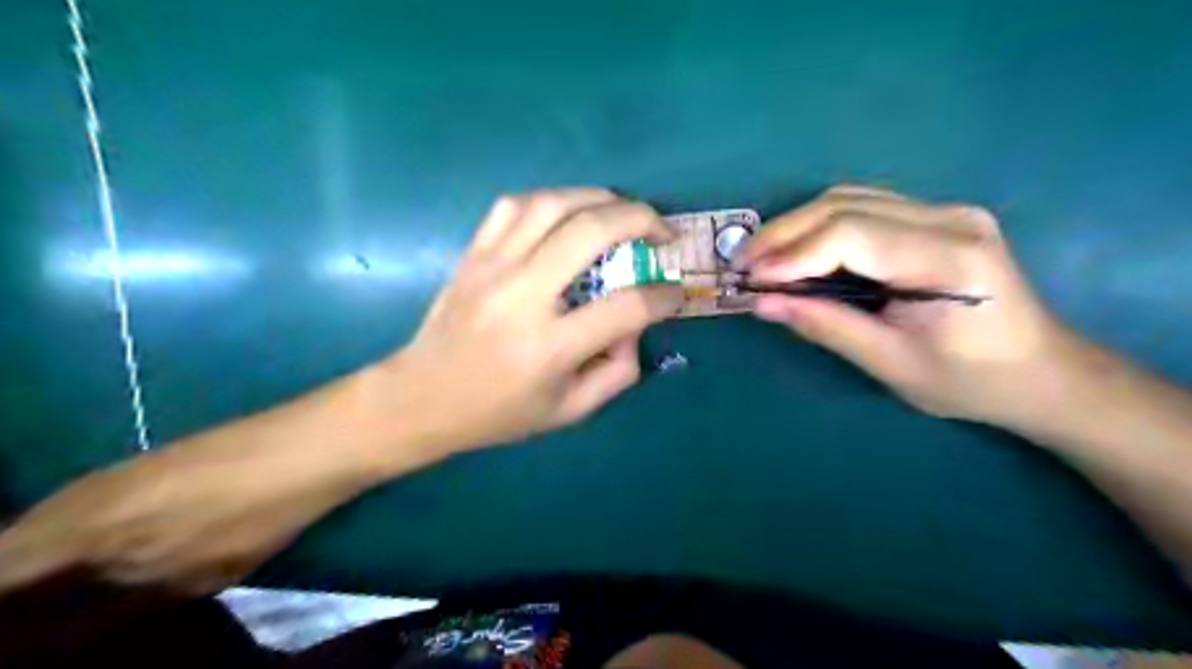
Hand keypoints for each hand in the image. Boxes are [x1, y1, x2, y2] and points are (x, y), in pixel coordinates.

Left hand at [381, 188, 680, 453]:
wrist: (422, 397)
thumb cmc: (499, 411)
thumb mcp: (570, 411)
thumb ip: (617, 372)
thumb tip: (637, 325)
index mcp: (550, 347)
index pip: (626, 307)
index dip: (664, 297)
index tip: (675, 294)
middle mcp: (522, 296)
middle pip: (591, 232)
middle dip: (641, 220)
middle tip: (662, 231)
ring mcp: (492, 267)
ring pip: (553, 204)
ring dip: (599, 198)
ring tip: (623, 211)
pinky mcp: (473, 254)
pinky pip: (513, 205)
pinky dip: (550, 199)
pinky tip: (568, 212)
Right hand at [736, 184, 1080, 424]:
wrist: (1040, 371)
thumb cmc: (969, 381)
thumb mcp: (890, 364)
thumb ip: (826, 326)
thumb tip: (762, 303)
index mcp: (948, 260)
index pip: (851, 234)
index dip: (791, 253)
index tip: (749, 279)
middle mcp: (950, 219)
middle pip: (845, 205)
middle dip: (784, 233)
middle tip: (742, 264)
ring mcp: (945, 211)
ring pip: (849, 198)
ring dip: (797, 226)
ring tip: (762, 258)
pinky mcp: (935, 217)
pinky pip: (863, 208)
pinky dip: (820, 227)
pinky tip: (798, 251)